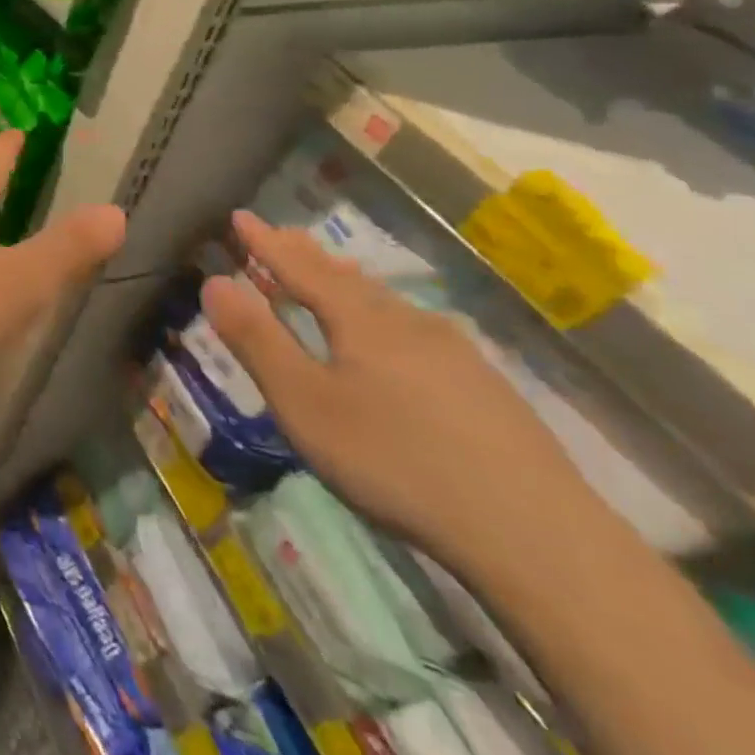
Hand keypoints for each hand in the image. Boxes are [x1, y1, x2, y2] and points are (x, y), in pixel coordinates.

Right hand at [202, 212, 594, 570]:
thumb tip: (214, 280)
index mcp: (362, 322)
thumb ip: (257, 340)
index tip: (240, 216)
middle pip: (347, 279)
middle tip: (282, 233)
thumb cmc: (397, 461)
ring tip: (332, 272)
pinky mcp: (487, 392)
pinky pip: (416, 331)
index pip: (301, 268)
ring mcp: (456, 356)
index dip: (266, 243)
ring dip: (348, 282)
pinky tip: (397, 338)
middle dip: (308, 255)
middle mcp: (409, 324)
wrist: (540, 538)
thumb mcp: (305, 404)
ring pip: (387, 303)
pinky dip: (383, 315)